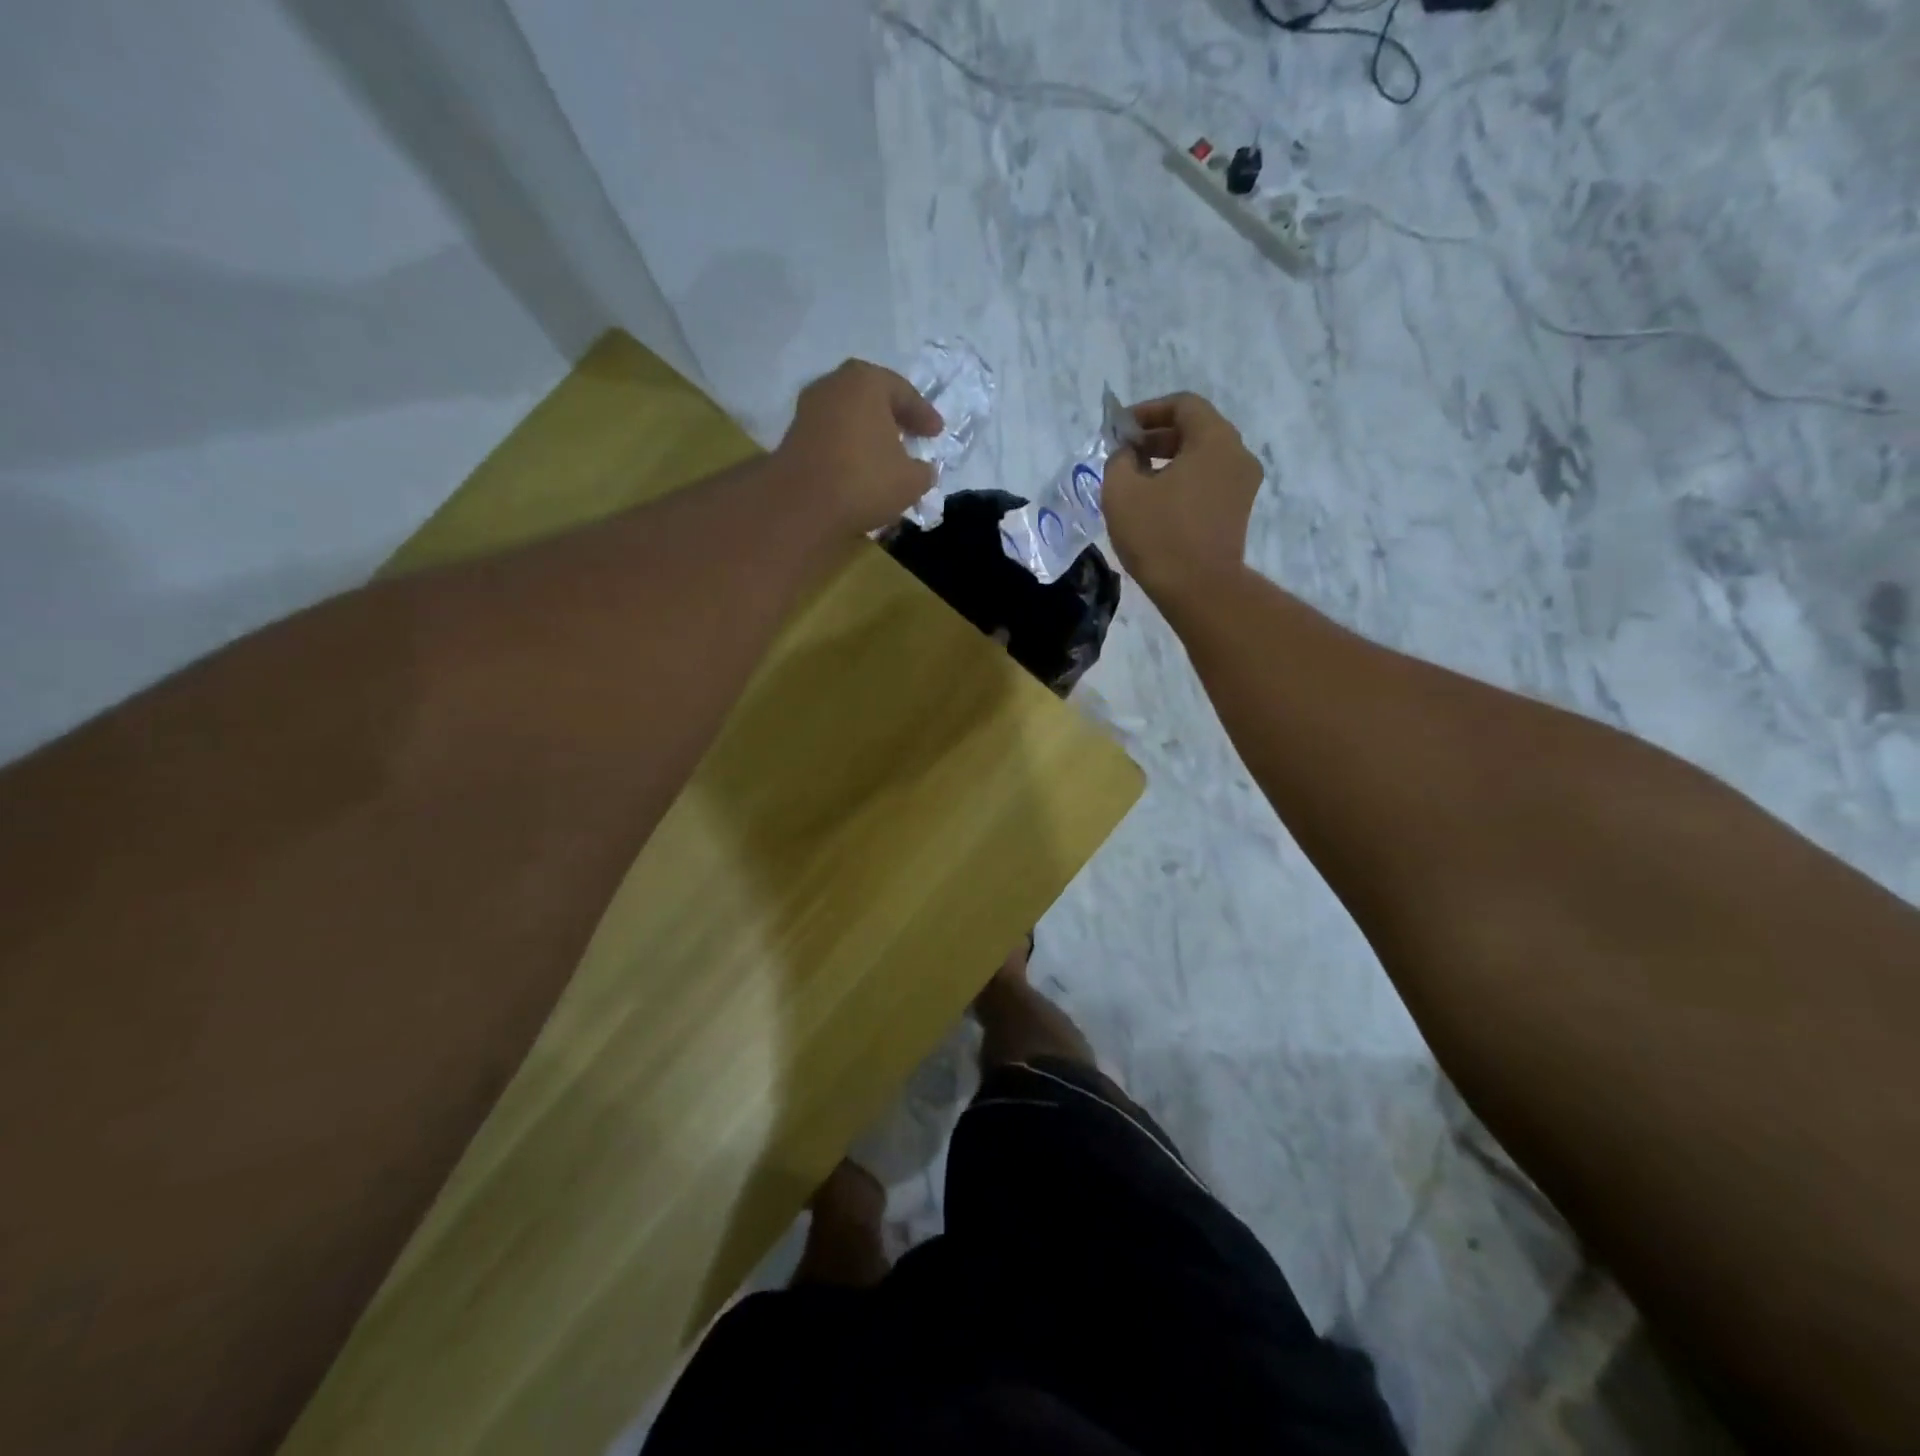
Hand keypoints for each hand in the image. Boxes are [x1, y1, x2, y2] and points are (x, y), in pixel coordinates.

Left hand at [774, 360, 944, 535]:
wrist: (801, 504)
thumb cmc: (864, 481)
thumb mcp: (911, 481)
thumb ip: (924, 471)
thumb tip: (923, 470)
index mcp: (867, 382)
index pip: (904, 392)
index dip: (924, 415)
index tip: (937, 433)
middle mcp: (835, 385)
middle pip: (872, 396)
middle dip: (893, 415)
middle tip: (910, 433)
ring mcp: (810, 408)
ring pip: (849, 414)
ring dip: (868, 431)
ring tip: (886, 453)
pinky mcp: (795, 435)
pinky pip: (833, 433)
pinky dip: (849, 445)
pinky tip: (860, 466)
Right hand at [1102, 392, 1263, 601]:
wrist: (1199, 590)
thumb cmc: (1159, 535)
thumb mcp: (1121, 491)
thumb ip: (1119, 460)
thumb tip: (1128, 454)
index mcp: (1215, 439)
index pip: (1183, 405)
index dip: (1147, 411)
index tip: (1120, 430)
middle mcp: (1237, 454)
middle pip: (1195, 429)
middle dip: (1156, 437)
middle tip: (1124, 455)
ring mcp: (1242, 485)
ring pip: (1202, 458)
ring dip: (1168, 461)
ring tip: (1136, 481)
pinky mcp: (1238, 512)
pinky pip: (1208, 482)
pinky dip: (1182, 482)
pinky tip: (1155, 503)